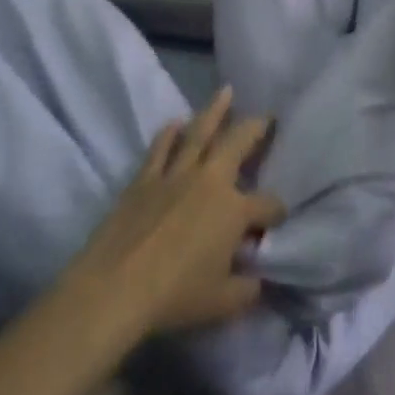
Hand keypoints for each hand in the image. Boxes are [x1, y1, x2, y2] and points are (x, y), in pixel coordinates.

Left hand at [60, 87, 285, 339]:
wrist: (116, 287)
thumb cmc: (175, 296)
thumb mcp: (223, 303)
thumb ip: (247, 289)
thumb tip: (258, 280)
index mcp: (234, 210)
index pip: (268, 205)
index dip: (277, 211)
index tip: (277, 218)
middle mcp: (210, 181)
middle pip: (238, 143)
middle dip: (256, 128)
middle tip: (267, 115)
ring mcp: (175, 174)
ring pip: (199, 133)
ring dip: (214, 110)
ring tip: (226, 92)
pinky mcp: (145, 178)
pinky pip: (160, 148)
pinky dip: (169, 133)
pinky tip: (174, 123)